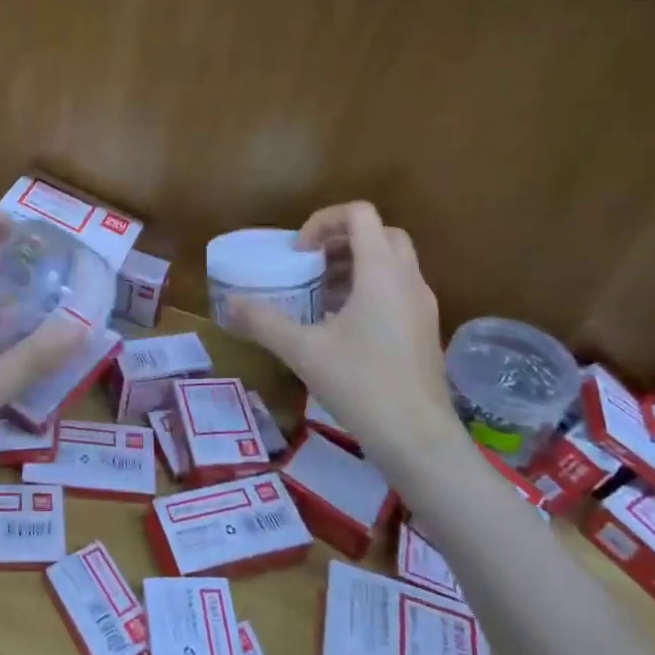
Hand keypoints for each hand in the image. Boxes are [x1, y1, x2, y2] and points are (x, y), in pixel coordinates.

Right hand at [225, 203, 457, 474]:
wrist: (419, 440)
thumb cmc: (362, 385)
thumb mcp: (302, 351)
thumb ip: (263, 322)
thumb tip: (229, 304)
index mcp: (381, 273)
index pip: (360, 214)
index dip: (323, 221)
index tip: (299, 254)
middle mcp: (408, 281)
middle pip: (381, 234)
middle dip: (342, 240)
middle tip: (311, 266)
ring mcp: (422, 306)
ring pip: (392, 263)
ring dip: (354, 266)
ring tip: (320, 296)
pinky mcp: (425, 330)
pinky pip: (397, 290)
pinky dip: (369, 290)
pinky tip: (342, 327)